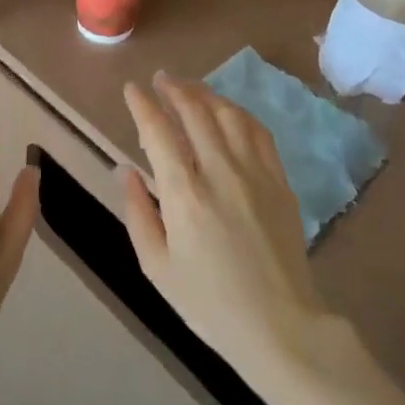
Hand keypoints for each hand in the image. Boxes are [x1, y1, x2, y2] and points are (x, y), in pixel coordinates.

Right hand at [119, 74, 336, 390]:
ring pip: (228, 114)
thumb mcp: (156, 266)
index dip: (142, 105)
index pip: (158, 132)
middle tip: (160, 78)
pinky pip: (258, 132)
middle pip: (195, 112)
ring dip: (205, 94)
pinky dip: (238, 112)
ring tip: (189, 88)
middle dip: (174, 89)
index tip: (131, 89)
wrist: (280, 326)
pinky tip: (227, 110)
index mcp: (184, 194)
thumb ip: (137, 212)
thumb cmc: (208, 303)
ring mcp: (254, 173)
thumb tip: (124, 170)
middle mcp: (219, 172)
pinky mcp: (279, 181)